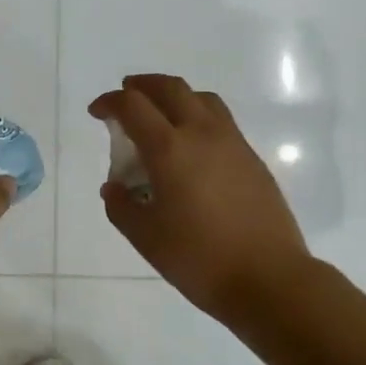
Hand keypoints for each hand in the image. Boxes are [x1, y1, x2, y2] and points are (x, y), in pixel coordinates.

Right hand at [90, 74, 312, 326]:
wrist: (268, 278)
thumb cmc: (198, 259)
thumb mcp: (146, 237)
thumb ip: (121, 206)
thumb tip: (114, 187)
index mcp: (170, 150)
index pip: (133, 106)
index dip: (110, 102)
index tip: (97, 112)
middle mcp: (202, 134)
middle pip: (170, 88)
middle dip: (142, 86)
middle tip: (126, 96)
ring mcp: (233, 143)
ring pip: (201, 98)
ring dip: (174, 96)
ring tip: (160, 115)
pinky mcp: (252, 159)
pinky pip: (220, 120)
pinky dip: (197, 116)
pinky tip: (190, 146)